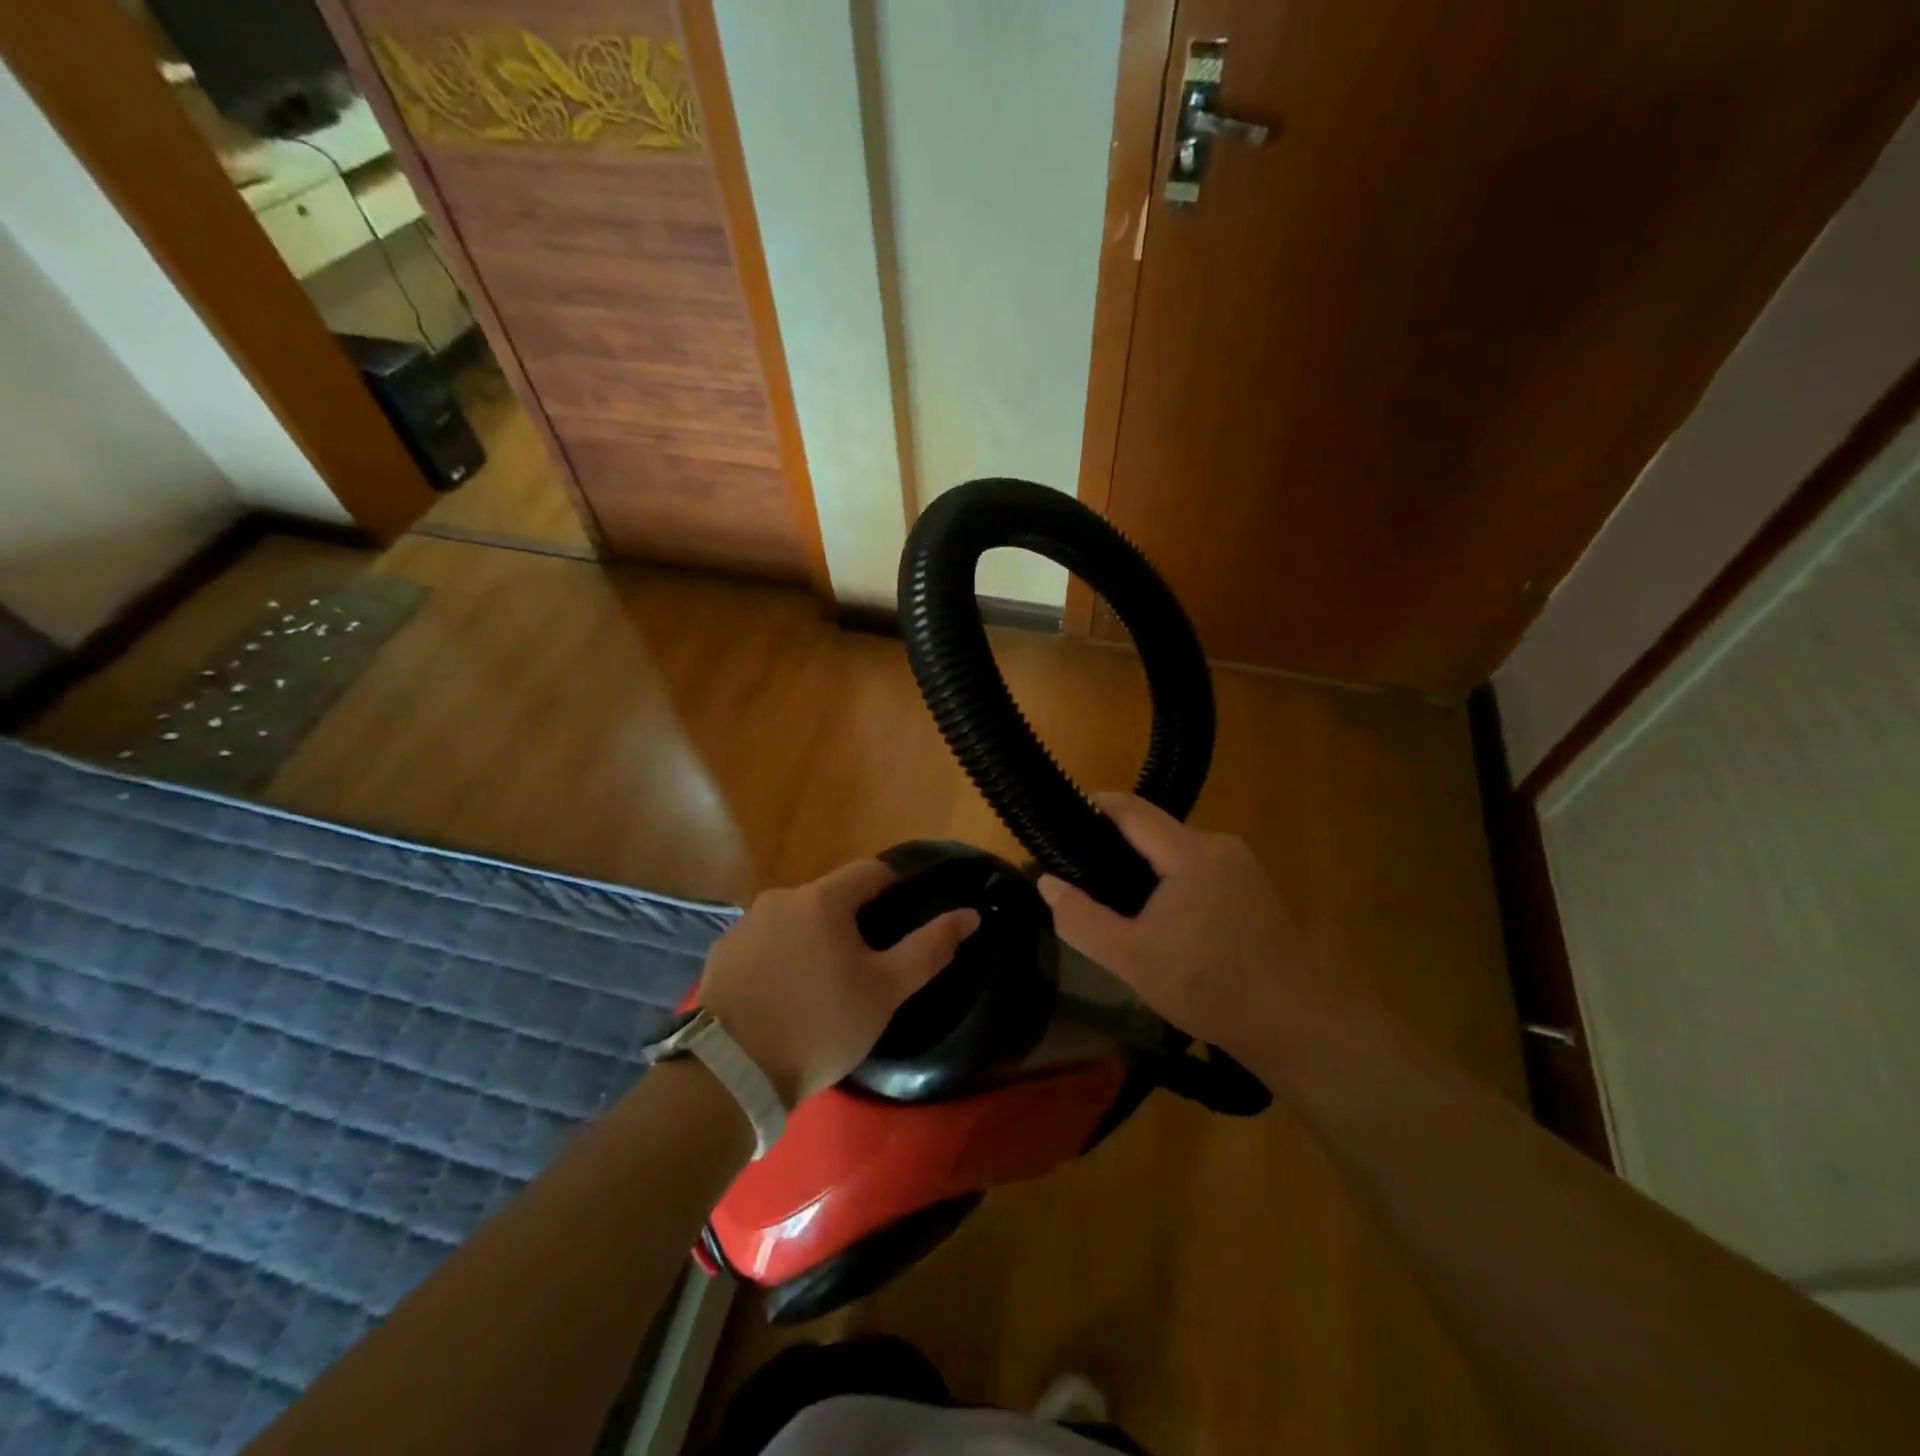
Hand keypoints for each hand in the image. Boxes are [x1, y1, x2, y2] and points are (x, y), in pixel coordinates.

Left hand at [696, 859, 979, 1105]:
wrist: (729, 1075)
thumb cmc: (819, 1025)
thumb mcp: (885, 992)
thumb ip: (930, 948)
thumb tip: (970, 914)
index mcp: (823, 899)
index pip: (871, 871)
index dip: (896, 886)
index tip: (908, 916)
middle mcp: (780, 898)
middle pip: (831, 897)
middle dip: (854, 921)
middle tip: (867, 966)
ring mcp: (745, 925)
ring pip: (796, 920)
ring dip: (815, 939)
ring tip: (824, 986)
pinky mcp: (721, 954)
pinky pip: (765, 944)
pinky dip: (781, 958)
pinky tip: (784, 997)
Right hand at [1036, 793, 1332, 1060]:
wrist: (1295, 1024)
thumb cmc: (1208, 988)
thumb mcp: (1130, 959)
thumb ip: (1080, 918)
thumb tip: (1046, 881)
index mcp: (1190, 853)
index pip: (1132, 809)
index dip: (1094, 808)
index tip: (1061, 824)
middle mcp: (1220, 845)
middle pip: (1154, 830)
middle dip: (1116, 847)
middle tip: (1084, 877)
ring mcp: (1243, 865)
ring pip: (1177, 851)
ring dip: (1147, 868)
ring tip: (1118, 903)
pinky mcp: (1255, 886)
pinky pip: (1200, 868)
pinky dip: (1174, 881)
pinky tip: (1164, 920)